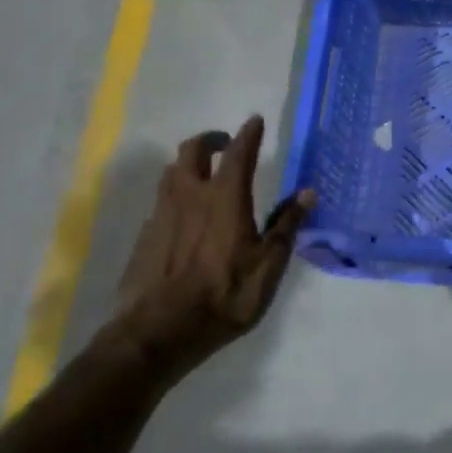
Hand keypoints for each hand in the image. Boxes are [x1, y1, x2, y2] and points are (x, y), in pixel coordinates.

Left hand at [106, 115, 315, 369]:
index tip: (254, 120)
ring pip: (170, 173)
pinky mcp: (144, 237)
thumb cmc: (225, 296)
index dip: (248, 134)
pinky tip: (184, 217)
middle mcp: (189, 196)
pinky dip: (175, 197)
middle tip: (226, 144)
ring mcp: (161, 215)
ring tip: (203, 175)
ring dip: (188, 165)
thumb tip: (307, 192)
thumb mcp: (269, 264)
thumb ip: (287, 225)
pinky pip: (161, 203)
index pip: (239, 154)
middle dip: (210, 140)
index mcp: (224, 198)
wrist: (159, 332)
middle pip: (191, 151)